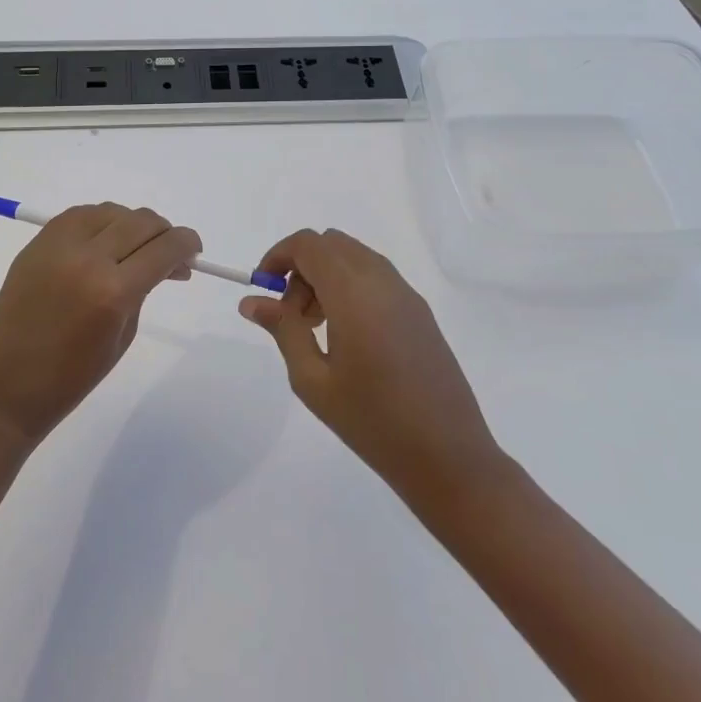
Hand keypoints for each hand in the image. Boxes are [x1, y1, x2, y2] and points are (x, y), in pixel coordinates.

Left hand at [0, 204, 201, 447]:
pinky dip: (99, 222)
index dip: (187, 244)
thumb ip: (145, 288)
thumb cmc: (73, 376)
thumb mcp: (124, 334)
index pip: (164, 247)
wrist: (8, 388)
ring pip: (110, 211)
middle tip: (168, 252)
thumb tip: (166, 261)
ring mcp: (56, 246)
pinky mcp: (36, 244)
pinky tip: (103, 242)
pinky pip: (78, 216)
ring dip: (130, 224)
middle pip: (140, 221)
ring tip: (133, 248)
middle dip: (163, 232)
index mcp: (113, 291)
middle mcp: (86, 258)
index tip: (194, 251)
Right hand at [239, 230, 497, 502]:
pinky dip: (351, 287)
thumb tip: (251, 301)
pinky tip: (348, 337)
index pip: (308, 244)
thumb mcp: (313, 380)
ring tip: (317, 330)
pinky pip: (376, 277)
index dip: (278, 255)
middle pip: (331, 245)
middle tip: (291, 316)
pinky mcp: (420, 311)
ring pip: (354, 258)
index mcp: (353, 292)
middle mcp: (382, 281)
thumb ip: (283, 330)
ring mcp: (406, 294)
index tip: (263, 289)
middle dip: (302, 268)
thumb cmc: (372, 421)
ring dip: (326, 277)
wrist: (449, 456)